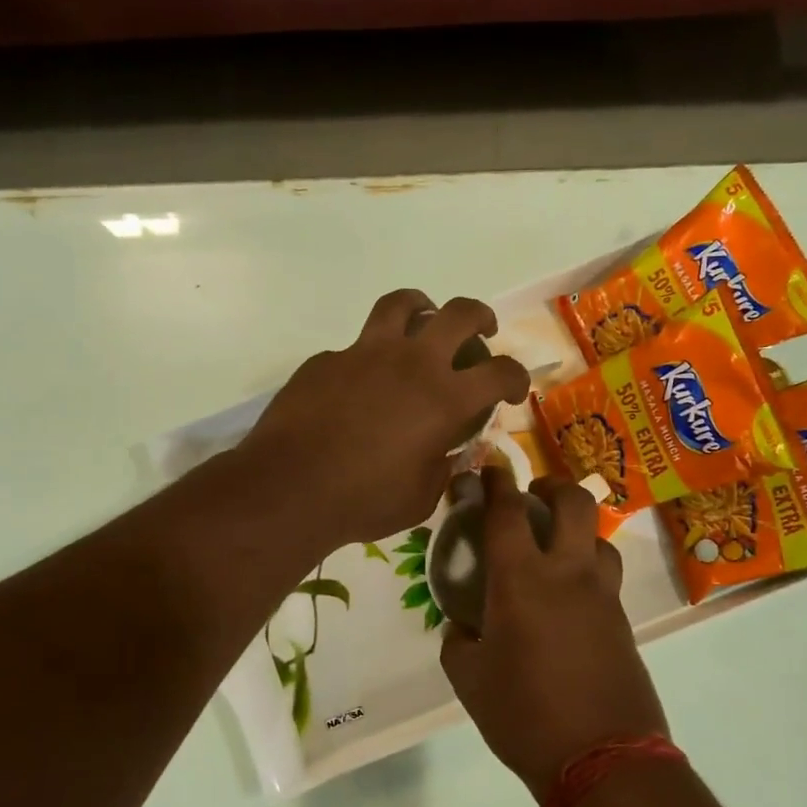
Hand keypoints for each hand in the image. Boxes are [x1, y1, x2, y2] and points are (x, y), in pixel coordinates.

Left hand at [242, 290, 529, 550]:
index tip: (512, 391)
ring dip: (422, 307)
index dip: (516, 378)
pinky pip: (356, 347)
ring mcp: (365, 353)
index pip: (501, 372)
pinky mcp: (327, 359)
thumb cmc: (364, 501)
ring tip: (423, 320)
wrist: (289, 488)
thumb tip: (448, 453)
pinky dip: (370, 357)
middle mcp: (412, 363)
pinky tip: (360, 384)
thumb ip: (442, 469)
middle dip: (480, 317)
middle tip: (482, 332)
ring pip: (402, 304)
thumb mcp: (421, 498)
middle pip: (459, 313)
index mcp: (445, 398)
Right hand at [442, 467, 668, 800]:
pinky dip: (589, 569)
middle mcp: (568, 573)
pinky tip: (572, 597)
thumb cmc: (523, 715)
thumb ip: (459, 640)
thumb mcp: (469, 680)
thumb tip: (464, 624)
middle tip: (534, 498)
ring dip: (578, 530)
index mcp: (521, 580)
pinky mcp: (624, 620)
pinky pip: (607, 577)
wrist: (602, 757)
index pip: (506, 512)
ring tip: (557, 549)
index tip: (488, 469)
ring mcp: (603, 595)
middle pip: (574, 502)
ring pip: (600, 537)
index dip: (495, 483)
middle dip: (552, 486)